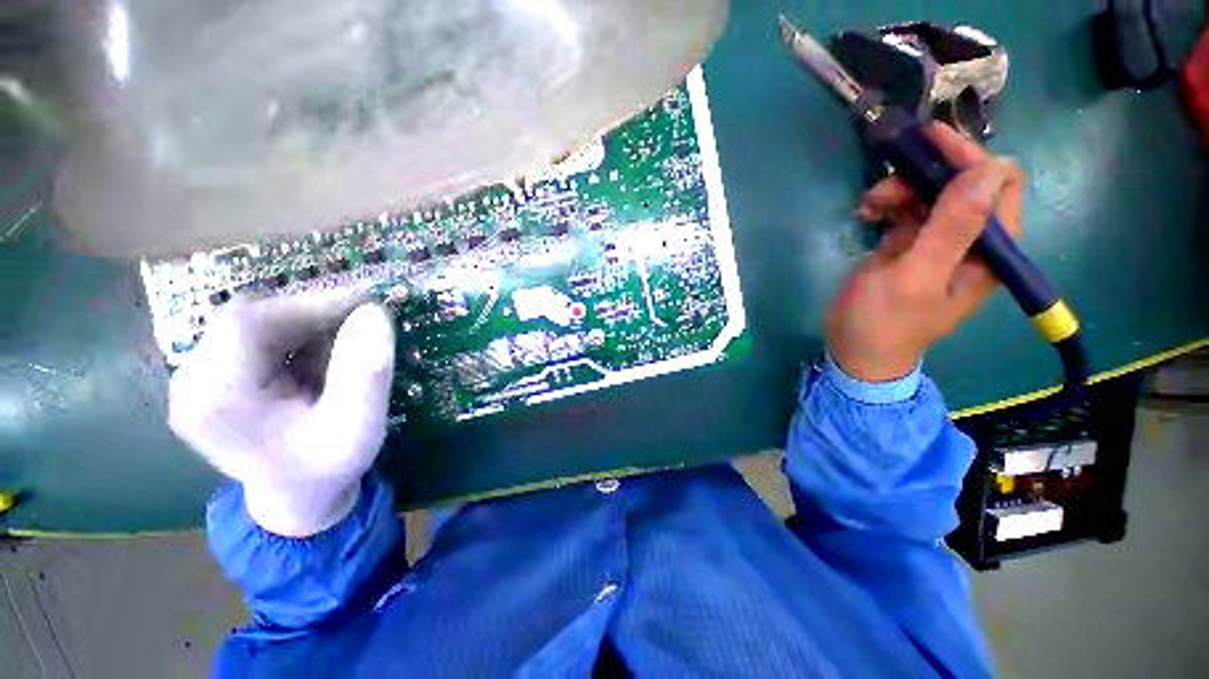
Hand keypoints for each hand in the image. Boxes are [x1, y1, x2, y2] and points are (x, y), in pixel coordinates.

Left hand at [169, 291, 395, 536]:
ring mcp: (199, 377)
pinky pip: (259, 335)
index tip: (366, 303)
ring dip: (309, 324)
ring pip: (256, 322)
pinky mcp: (216, 375)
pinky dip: (300, 335)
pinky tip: (326, 355)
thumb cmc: (328, 468)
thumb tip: (374, 313)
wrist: (298, 498)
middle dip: (313, 313)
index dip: (310, 303)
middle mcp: (192, 382)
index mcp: (215, 401)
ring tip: (349, 343)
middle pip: (249, 318)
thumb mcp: (360, 427)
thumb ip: (367, 372)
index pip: (248, 323)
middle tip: (365, 319)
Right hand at [826, 123, 1023, 382]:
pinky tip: (866, 214)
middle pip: (964, 183)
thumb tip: (991, 168)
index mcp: (990, 251)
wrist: (855, 351)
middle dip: (928, 173)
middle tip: (886, 181)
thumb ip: (953, 227)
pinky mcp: (911, 245)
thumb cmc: (884, 322)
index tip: (929, 144)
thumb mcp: (915, 277)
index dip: (970, 158)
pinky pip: (908, 208)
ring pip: (932, 192)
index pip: (1000, 184)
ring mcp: (939, 241)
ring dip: (901, 189)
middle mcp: (972, 241)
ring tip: (869, 205)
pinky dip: (888, 204)